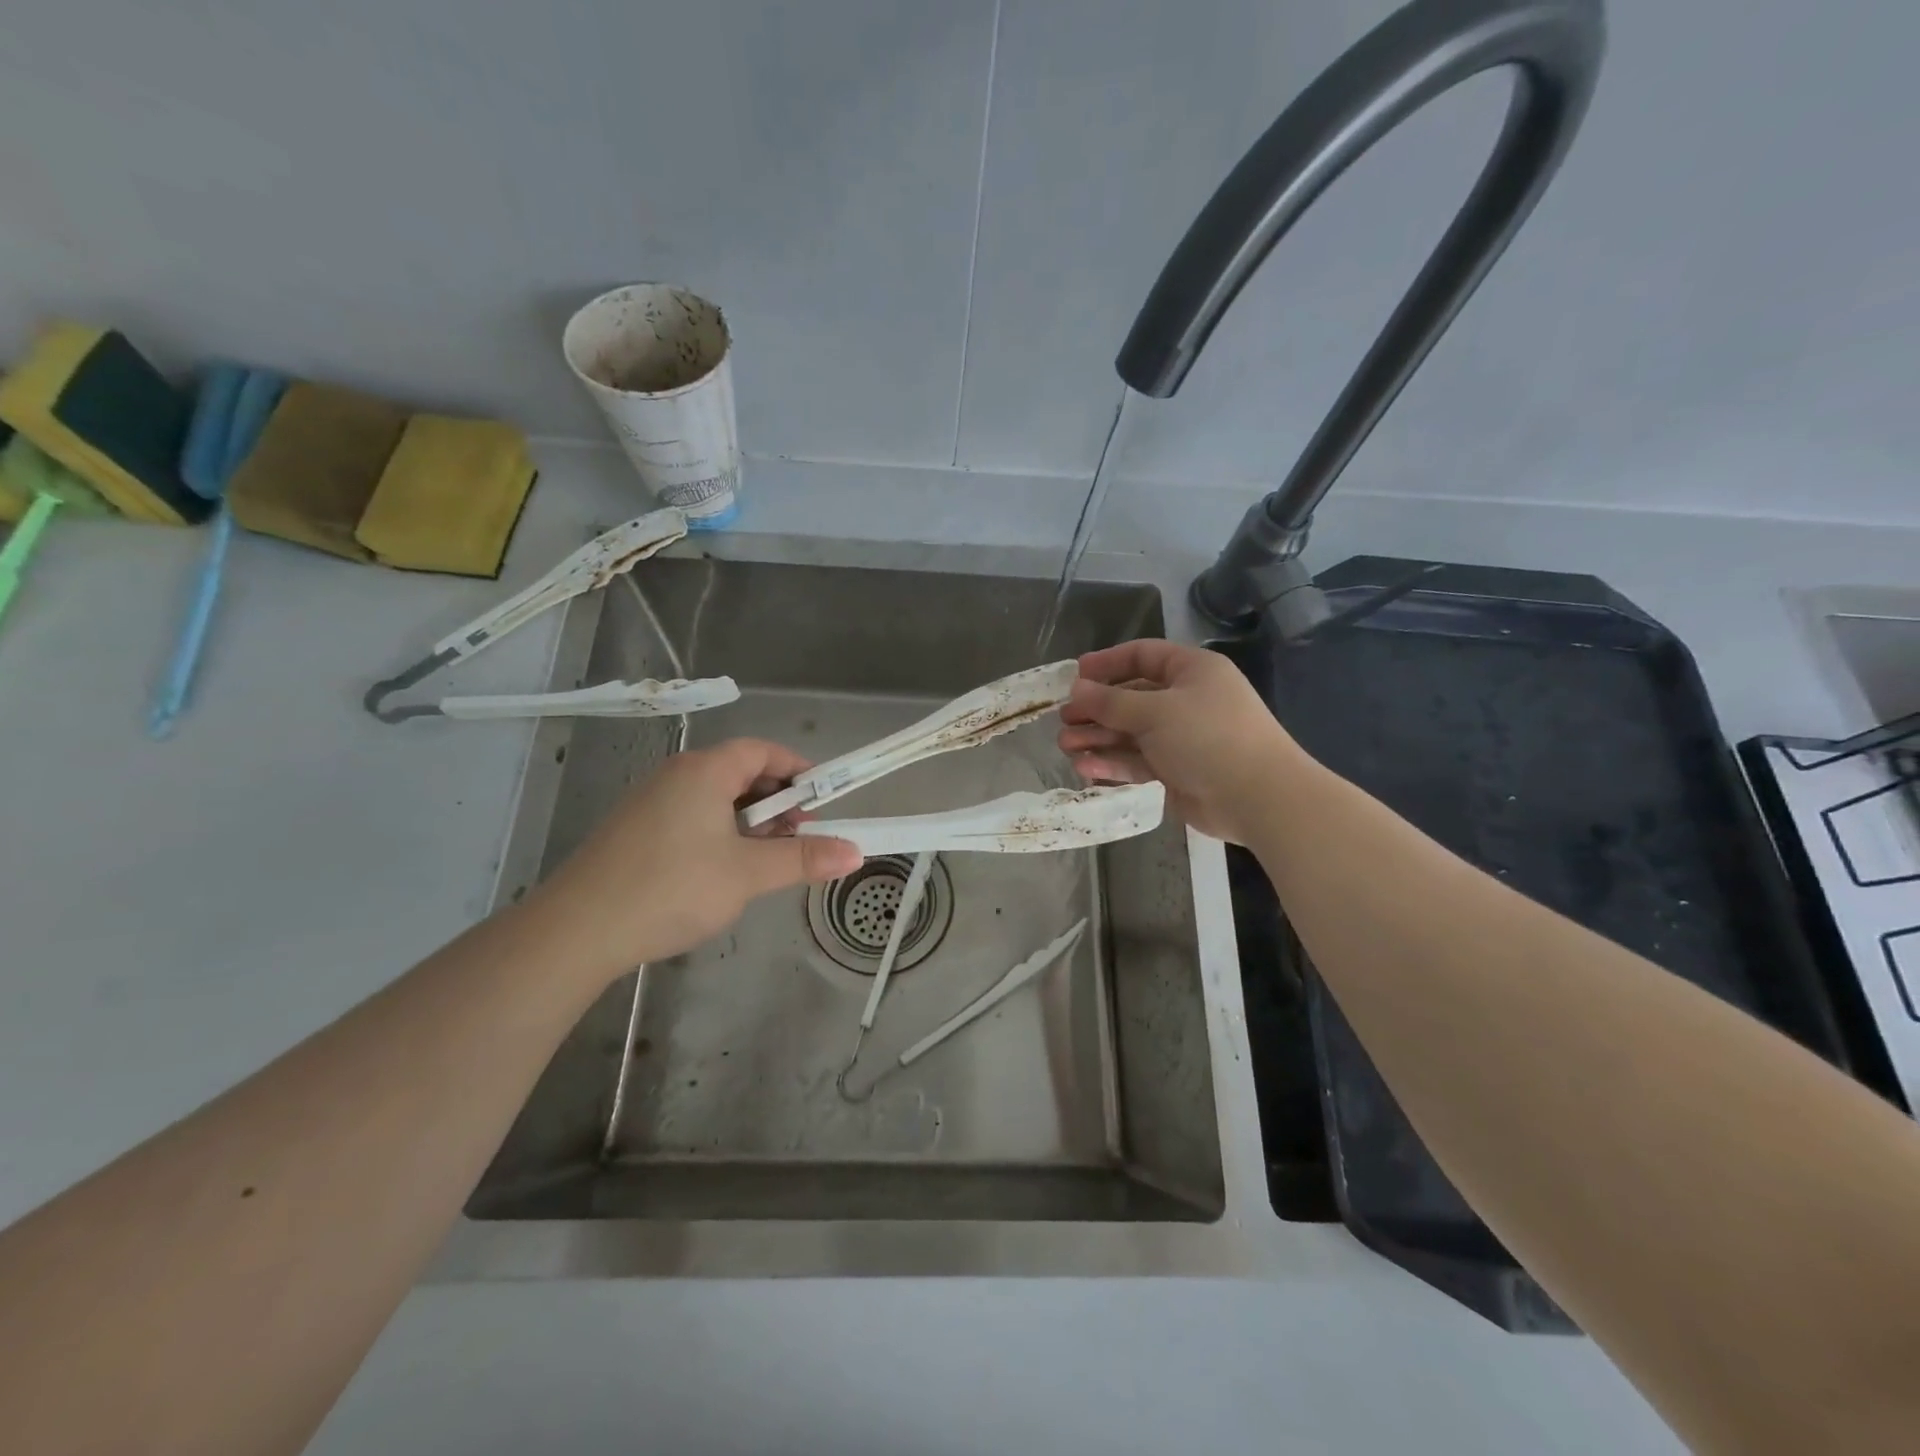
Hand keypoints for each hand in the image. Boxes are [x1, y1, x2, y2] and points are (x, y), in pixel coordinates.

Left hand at [528, 738, 861, 980]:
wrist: (578, 931)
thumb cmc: (671, 888)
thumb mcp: (747, 873)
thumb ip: (803, 858)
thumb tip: (856, 852)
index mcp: (704, 770)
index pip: (762, 750)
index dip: (797, 770)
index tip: (823, 801)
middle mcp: (677, 775)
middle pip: (740, 772)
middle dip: (777, 800)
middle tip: (799, 836)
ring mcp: (652, 802)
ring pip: (716, 798)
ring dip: (750, 821)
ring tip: (766, 859)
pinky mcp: (637, 830)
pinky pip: (693, 816)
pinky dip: (721, 833)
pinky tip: (724, 872)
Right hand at [1058, 640, 1304, 844]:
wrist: (1257, 798)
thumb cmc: (1208, 738)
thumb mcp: (1155, 711)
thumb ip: (1111, 701)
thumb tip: (1076, 690)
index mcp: (1191, 671)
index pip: (1142, 656)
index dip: (1107, 663)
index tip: (1074, 676)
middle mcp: (1185, 700)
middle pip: (1131, 697)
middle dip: (1096, 708)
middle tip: (1064, 719)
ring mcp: (1181, 738)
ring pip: (1130, 733)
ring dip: (1098, 737)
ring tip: (1066, 745)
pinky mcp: (1176, 772)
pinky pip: (1137, 761)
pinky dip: (1112, 763)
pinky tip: (1085, 768)